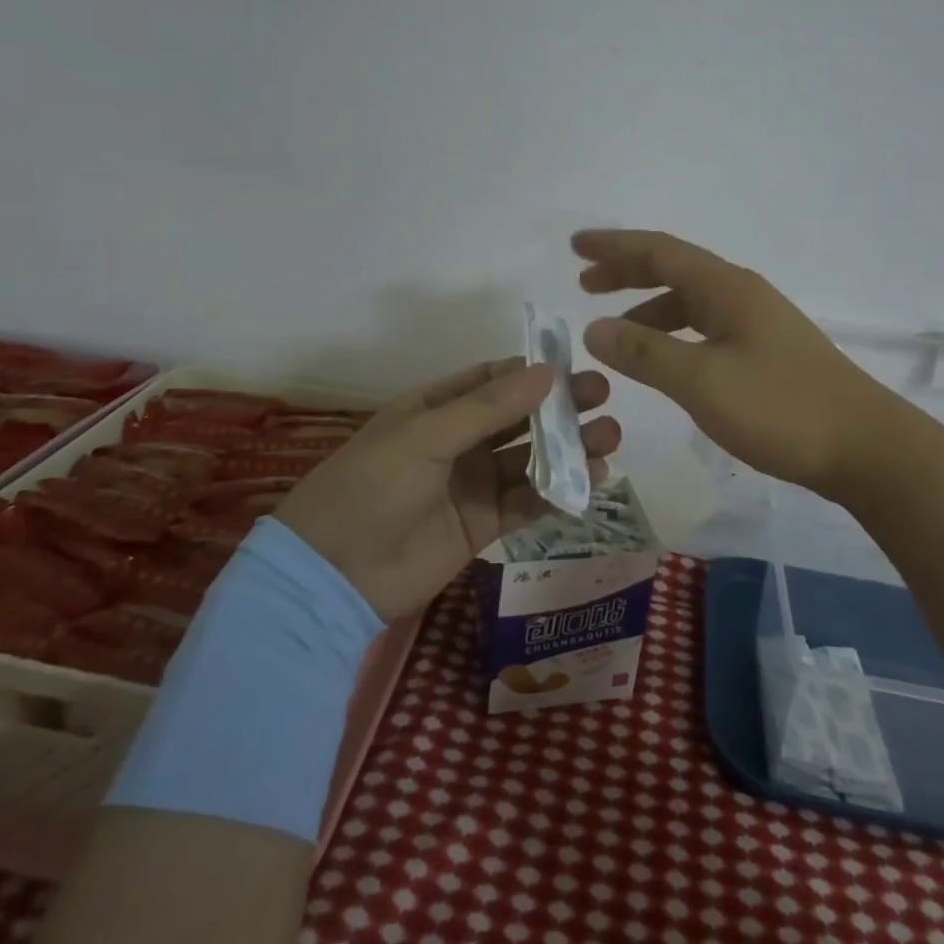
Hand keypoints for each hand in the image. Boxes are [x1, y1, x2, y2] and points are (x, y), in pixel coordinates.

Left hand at [276, 358, 619, 620]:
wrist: (335, 574)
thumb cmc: (372, 485)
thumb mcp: (426, 435)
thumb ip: (488, 407)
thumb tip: (547, 372)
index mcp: (435, 408)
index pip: (492, 380)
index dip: (532, 373)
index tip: (574, 368)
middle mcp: (458, 441)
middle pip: (519, 418)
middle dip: (560, 409)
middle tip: (604, 399)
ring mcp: (472, 484)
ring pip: (529, 460)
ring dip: (568, 449)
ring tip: (609, 439)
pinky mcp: (483, 525)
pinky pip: (527, 502)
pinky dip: (557, 492)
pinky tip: (591, 481)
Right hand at [575, 229, 918, 499]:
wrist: (866, 447)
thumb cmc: (781, 407)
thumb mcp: (702, 380)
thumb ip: (645, 354)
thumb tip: (593, 329)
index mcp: (726, 288)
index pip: (660, 252)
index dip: (615, 246)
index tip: (576, 246)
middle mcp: (742, 295)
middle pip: (675, 270)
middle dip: (627, 272)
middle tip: (585, 281)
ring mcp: (758, 324)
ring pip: (690, 302)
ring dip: (648, 307)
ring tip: (614, 329)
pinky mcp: (766, 354)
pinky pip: (705, 329)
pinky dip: (673, 334)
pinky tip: (664, 360)